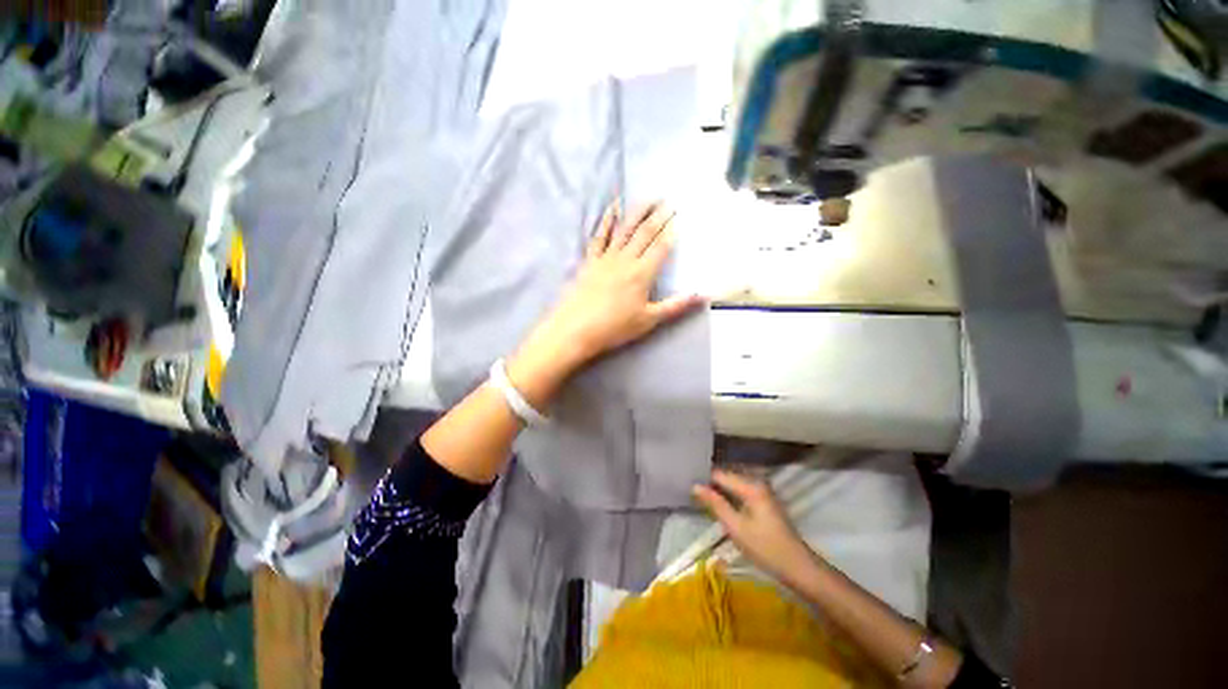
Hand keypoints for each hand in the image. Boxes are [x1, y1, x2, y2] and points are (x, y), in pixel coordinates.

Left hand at [532, 202, 703, 364]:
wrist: (577, 329)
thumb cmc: (615, 327)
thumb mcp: (649, 320)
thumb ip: (675, 306)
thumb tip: (702, 296)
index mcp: (642, 273)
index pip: (661, 247)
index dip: (671, 231)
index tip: (679, 216)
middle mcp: (626, 259)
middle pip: (645, 233)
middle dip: (658, 216)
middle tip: (668, 200)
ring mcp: (606, 258)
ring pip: (625, 229)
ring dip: (637, 212)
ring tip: (648, 198)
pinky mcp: (590, 260)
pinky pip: (600, 236)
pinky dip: (606, 220)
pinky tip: (612, 208)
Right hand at [692, 469, 819, 584]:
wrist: (797, 566)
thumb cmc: (765, 548)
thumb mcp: (736, 527)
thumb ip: (715, 503)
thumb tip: (695, 486)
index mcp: (751, 486)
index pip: (720, 474)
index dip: (703, 478)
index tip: (687, 484)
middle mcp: (757, 482)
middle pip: (726, 476)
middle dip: (710, 483)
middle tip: (692, 492)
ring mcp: (762, 490)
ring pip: (733, 484)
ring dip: (719, 490)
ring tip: (701, 497)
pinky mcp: (764, 499)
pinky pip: (740, 490)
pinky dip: (729, 495)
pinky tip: (719, 504)